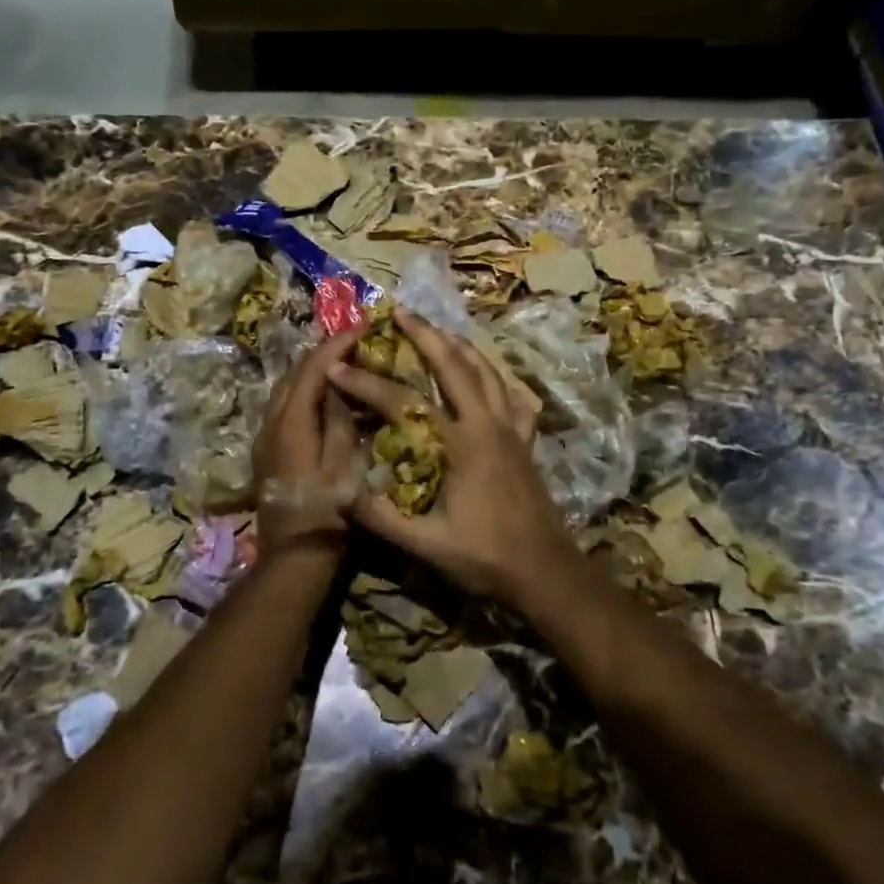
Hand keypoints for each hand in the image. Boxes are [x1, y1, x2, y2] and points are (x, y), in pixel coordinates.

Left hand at [252, 328, 364, 557]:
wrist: (294, 558)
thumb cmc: (328, 514)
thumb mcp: (346, 465)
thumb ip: (341, 419)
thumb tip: (340, 382)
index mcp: (292, 423)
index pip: (313, 368)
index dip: (338, 343)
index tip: (363, 326)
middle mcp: (271, 423)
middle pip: (294, 373)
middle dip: (323, 352)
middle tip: (355, 340)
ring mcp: (265, 437)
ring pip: (285, 388)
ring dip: (312, 370)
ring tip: (343, 362)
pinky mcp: (267, 451)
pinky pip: (284, 406)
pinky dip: (305, 391)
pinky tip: (326, 396)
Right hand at [328, 309, 574, 600]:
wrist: (545, 571)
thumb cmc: (485, 558)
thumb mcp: (427, 544)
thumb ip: (382, 518)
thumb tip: (340, 490)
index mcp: (460, 444)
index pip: (404, 403)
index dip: (368, 385)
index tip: (338, 368)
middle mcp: (487, 424)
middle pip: (455, 366)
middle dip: (425, 335)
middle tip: (401, 312)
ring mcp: (511, 428)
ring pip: (487, 372)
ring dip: (461, 347)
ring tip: (440, 331)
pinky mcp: (525, 440)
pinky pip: (513, 395)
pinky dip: (496, 377)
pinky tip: (487, 375)